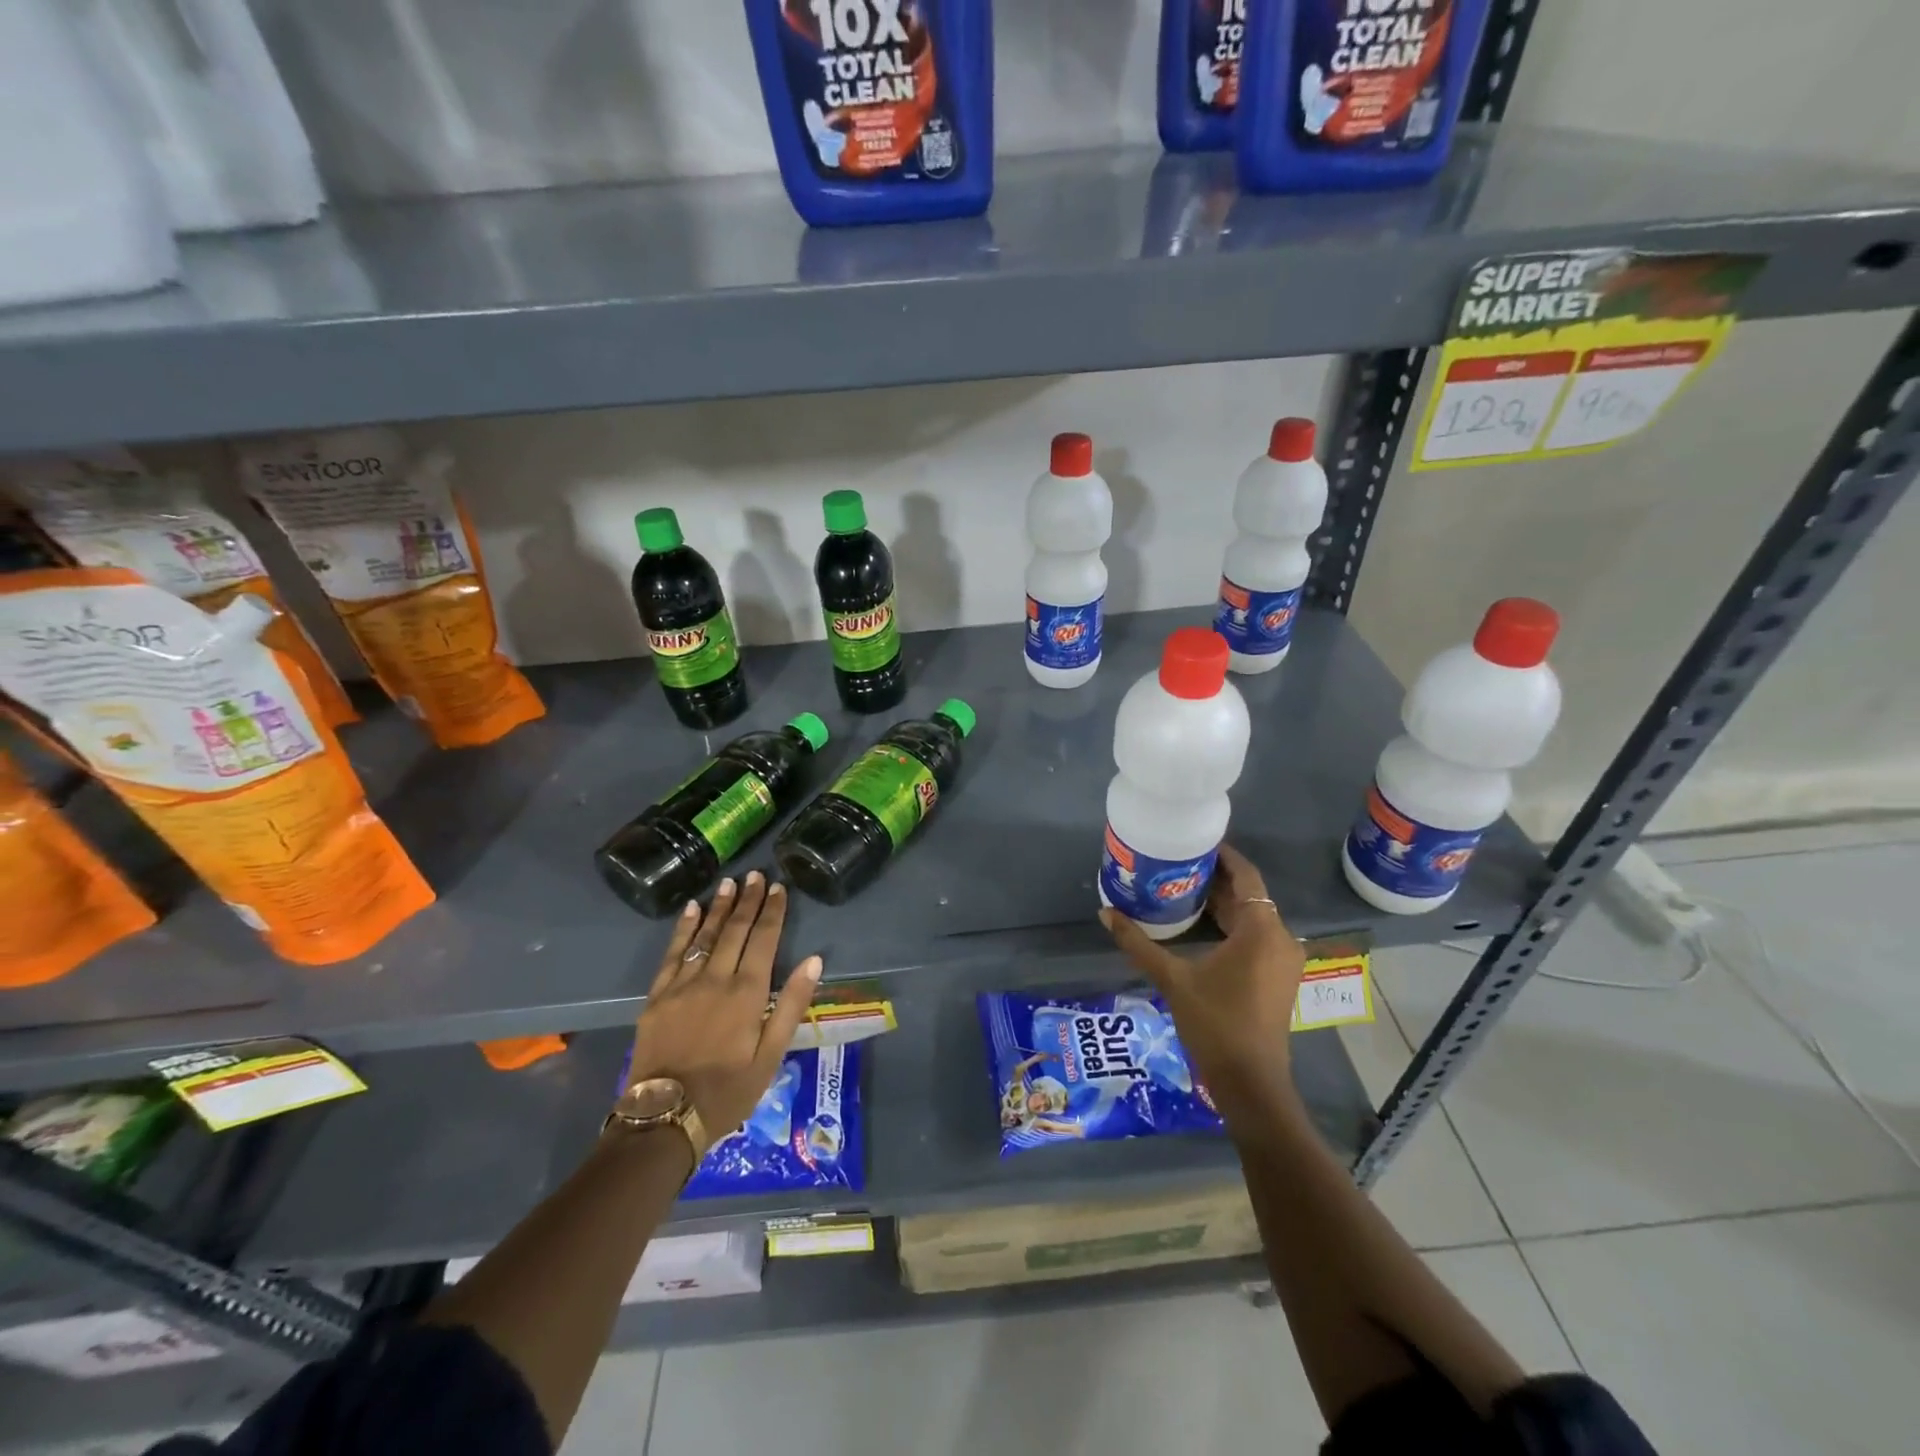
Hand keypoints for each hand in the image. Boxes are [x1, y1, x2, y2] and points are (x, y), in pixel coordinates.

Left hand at [628, 872, 821, 1141]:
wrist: (664, 1118)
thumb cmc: (728, 1091)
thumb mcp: (771, 1056)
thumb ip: (791, 1005)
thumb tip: (814, 961)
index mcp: (747, 993)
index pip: (764, 940)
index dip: (773, 912)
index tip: (779, 888)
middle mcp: (716, 979)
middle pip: (735, 930)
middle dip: (748, 901)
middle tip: (756, 875)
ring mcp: (683, 985)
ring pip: (704, 936)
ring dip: (718, 907)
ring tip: (729, 883)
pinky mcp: (658, 996)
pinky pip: (673, 953)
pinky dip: (683, 929)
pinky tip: (690, 909)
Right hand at [1099, 843, 1305, 1118]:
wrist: (1250, 1083)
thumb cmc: (1215, 1024)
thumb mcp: (1172, 979)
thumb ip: (1138, 943)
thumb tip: (1105, 912)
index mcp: (1261, 930)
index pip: (1246, 876)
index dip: (1223, 856)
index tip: (1194, 842)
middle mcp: (1280, 938)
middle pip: (1249, 896)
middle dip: (1215, 879)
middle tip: (1177, 864)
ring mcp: (1282, 960)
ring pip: (1252, 917)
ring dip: (1222, 903)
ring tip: (1182, 888)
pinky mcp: (1277, 977)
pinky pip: (1255, 936)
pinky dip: (1231, 925)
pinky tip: (1200, 925)